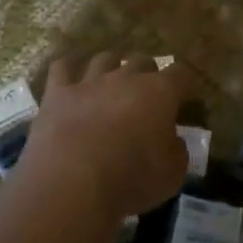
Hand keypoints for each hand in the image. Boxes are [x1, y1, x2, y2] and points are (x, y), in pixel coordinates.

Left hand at [22, 53, 191, 219]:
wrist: (72, 183)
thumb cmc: (132, 180)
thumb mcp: (172, 174)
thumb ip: (177, 150)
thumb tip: (172, 140)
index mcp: (160, 93)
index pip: (181, 73)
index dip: (185, 83)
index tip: (185, 97)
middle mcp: (125, 78)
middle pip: (142, 60)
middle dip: (148, 73)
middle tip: (148, 93)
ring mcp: (88, 82)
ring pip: (104, 59)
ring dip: (112, 67)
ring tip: (112, 81)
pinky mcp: (57, 93)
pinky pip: (62, 68)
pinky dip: (68, 70)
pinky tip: (70, 78)